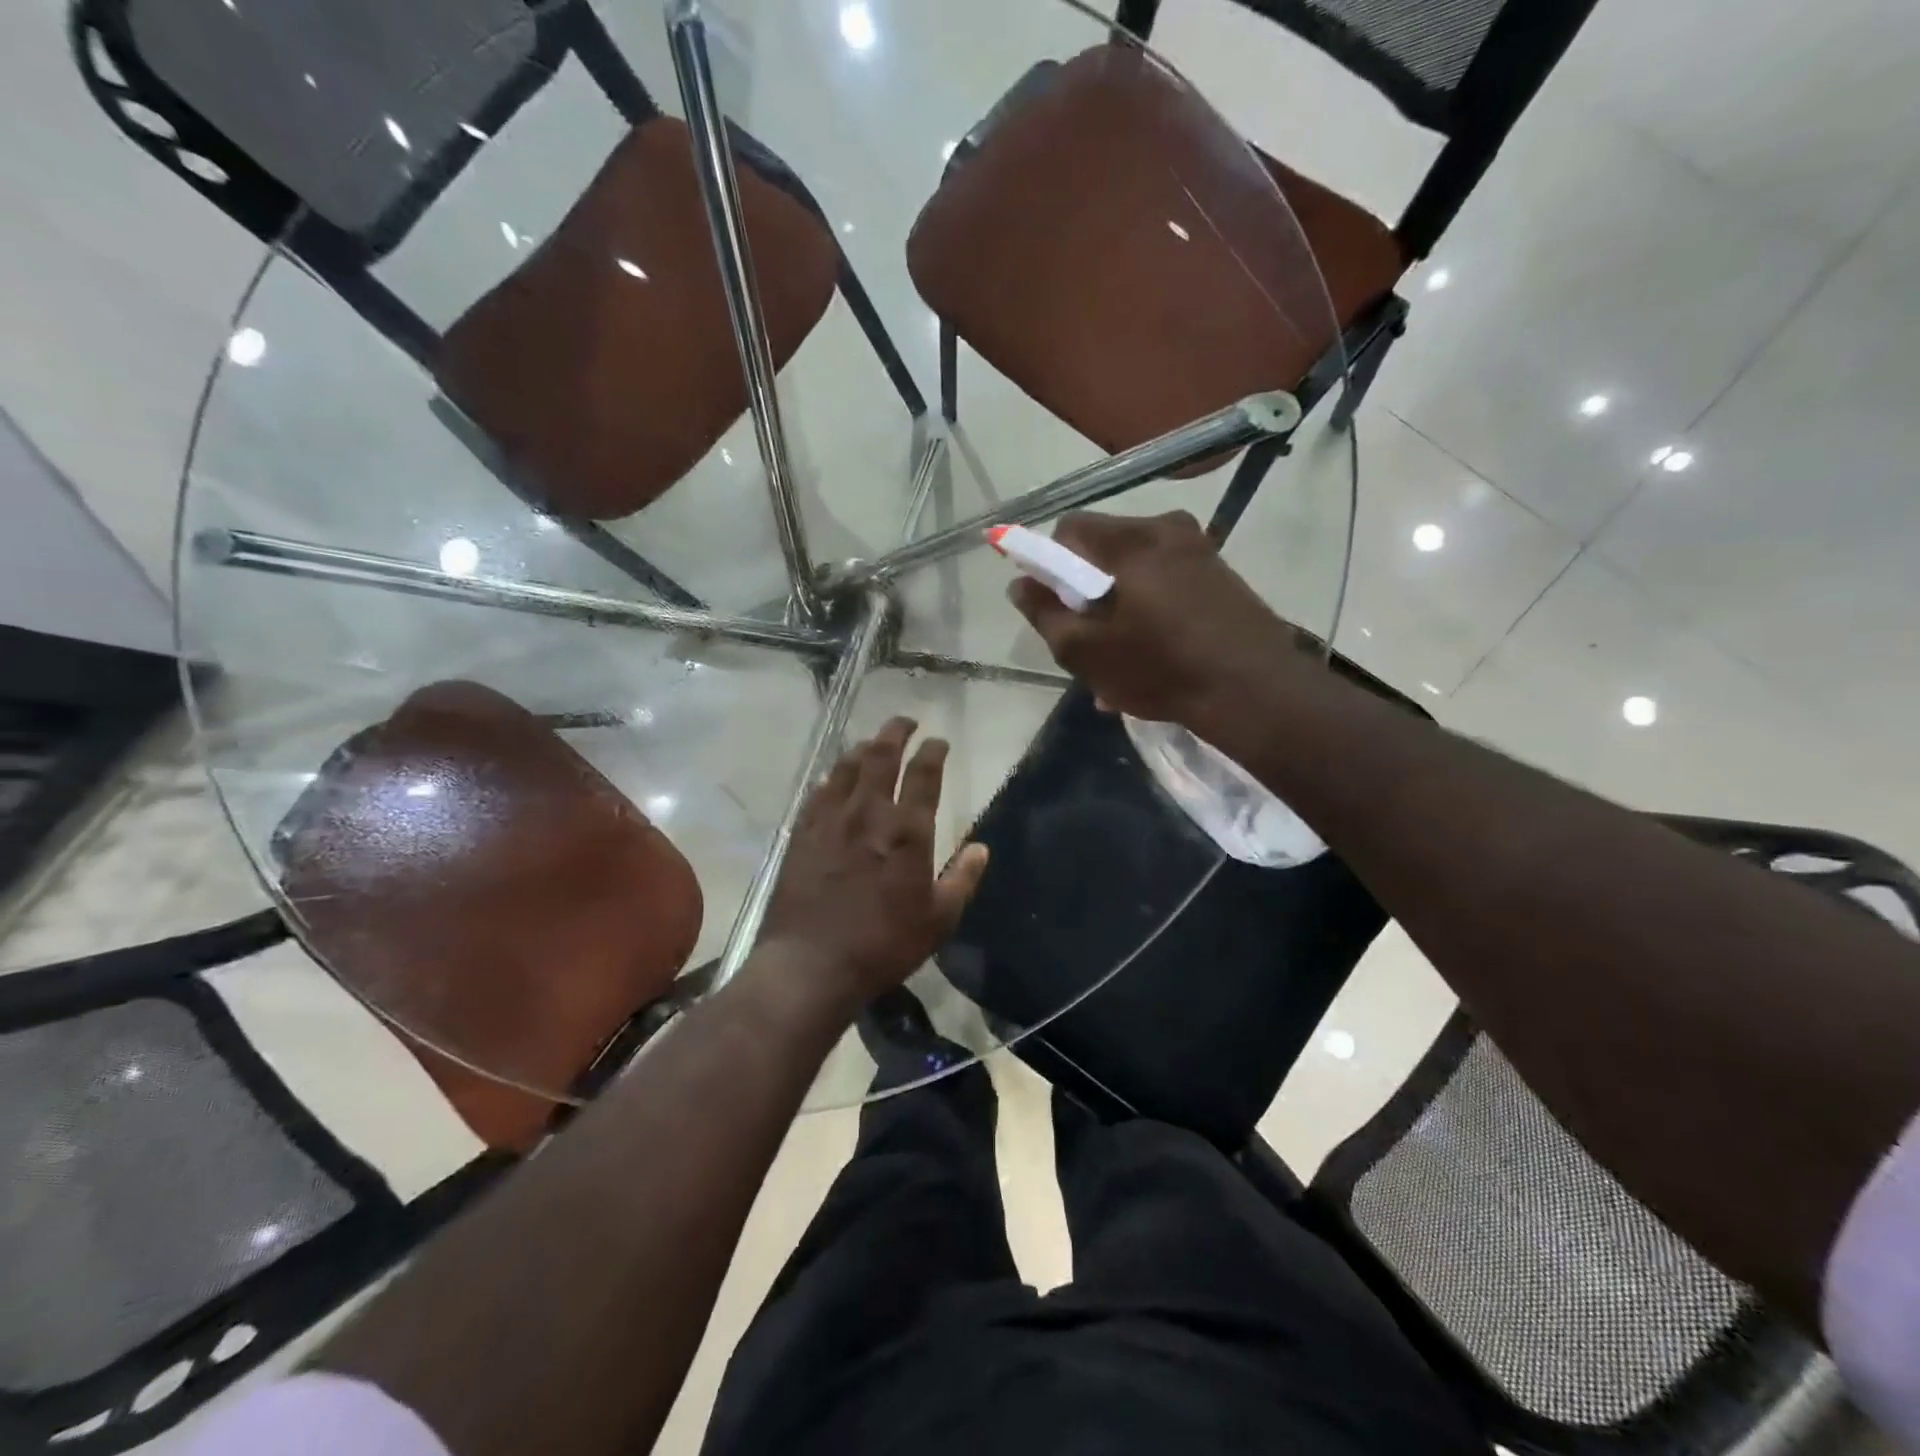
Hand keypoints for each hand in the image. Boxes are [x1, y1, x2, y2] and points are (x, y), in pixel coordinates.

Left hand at [756, 717, 988, 1013]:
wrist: (811, 964)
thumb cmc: (883, 944)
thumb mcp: (938, 920)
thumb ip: (962, 879)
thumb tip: (981, 848)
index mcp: (907, 830)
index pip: (925, 774)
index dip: (933, 751)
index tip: (939, 741)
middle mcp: (868, 813)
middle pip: (882, 756)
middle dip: (896, 732)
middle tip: (905, 722)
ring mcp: (830, 820)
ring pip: (847, 766)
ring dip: (864, 748)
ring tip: (873, 743)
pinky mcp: (802, 833)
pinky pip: (818, 792)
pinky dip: (832, 777)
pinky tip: (834, 779)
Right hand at [1007, 511, 1310, 726]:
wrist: (1256, 692)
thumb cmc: (1161, 668)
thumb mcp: (1086, 651)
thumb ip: (1044, 613)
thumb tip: (1020, 583)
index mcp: (1130, 540)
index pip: (1069, 528)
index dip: (1049, 563)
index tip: (1053, 605)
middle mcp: (1167, 529)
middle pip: (1103, 547)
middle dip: (1086, 589)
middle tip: (1087, 639)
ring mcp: (1200, 551)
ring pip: (1136, 569)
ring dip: (1118, 606)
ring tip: (1119, 660)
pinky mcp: (1221, 575)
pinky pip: (1167, 583)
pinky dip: (1150, 611)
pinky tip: (1152, 656)